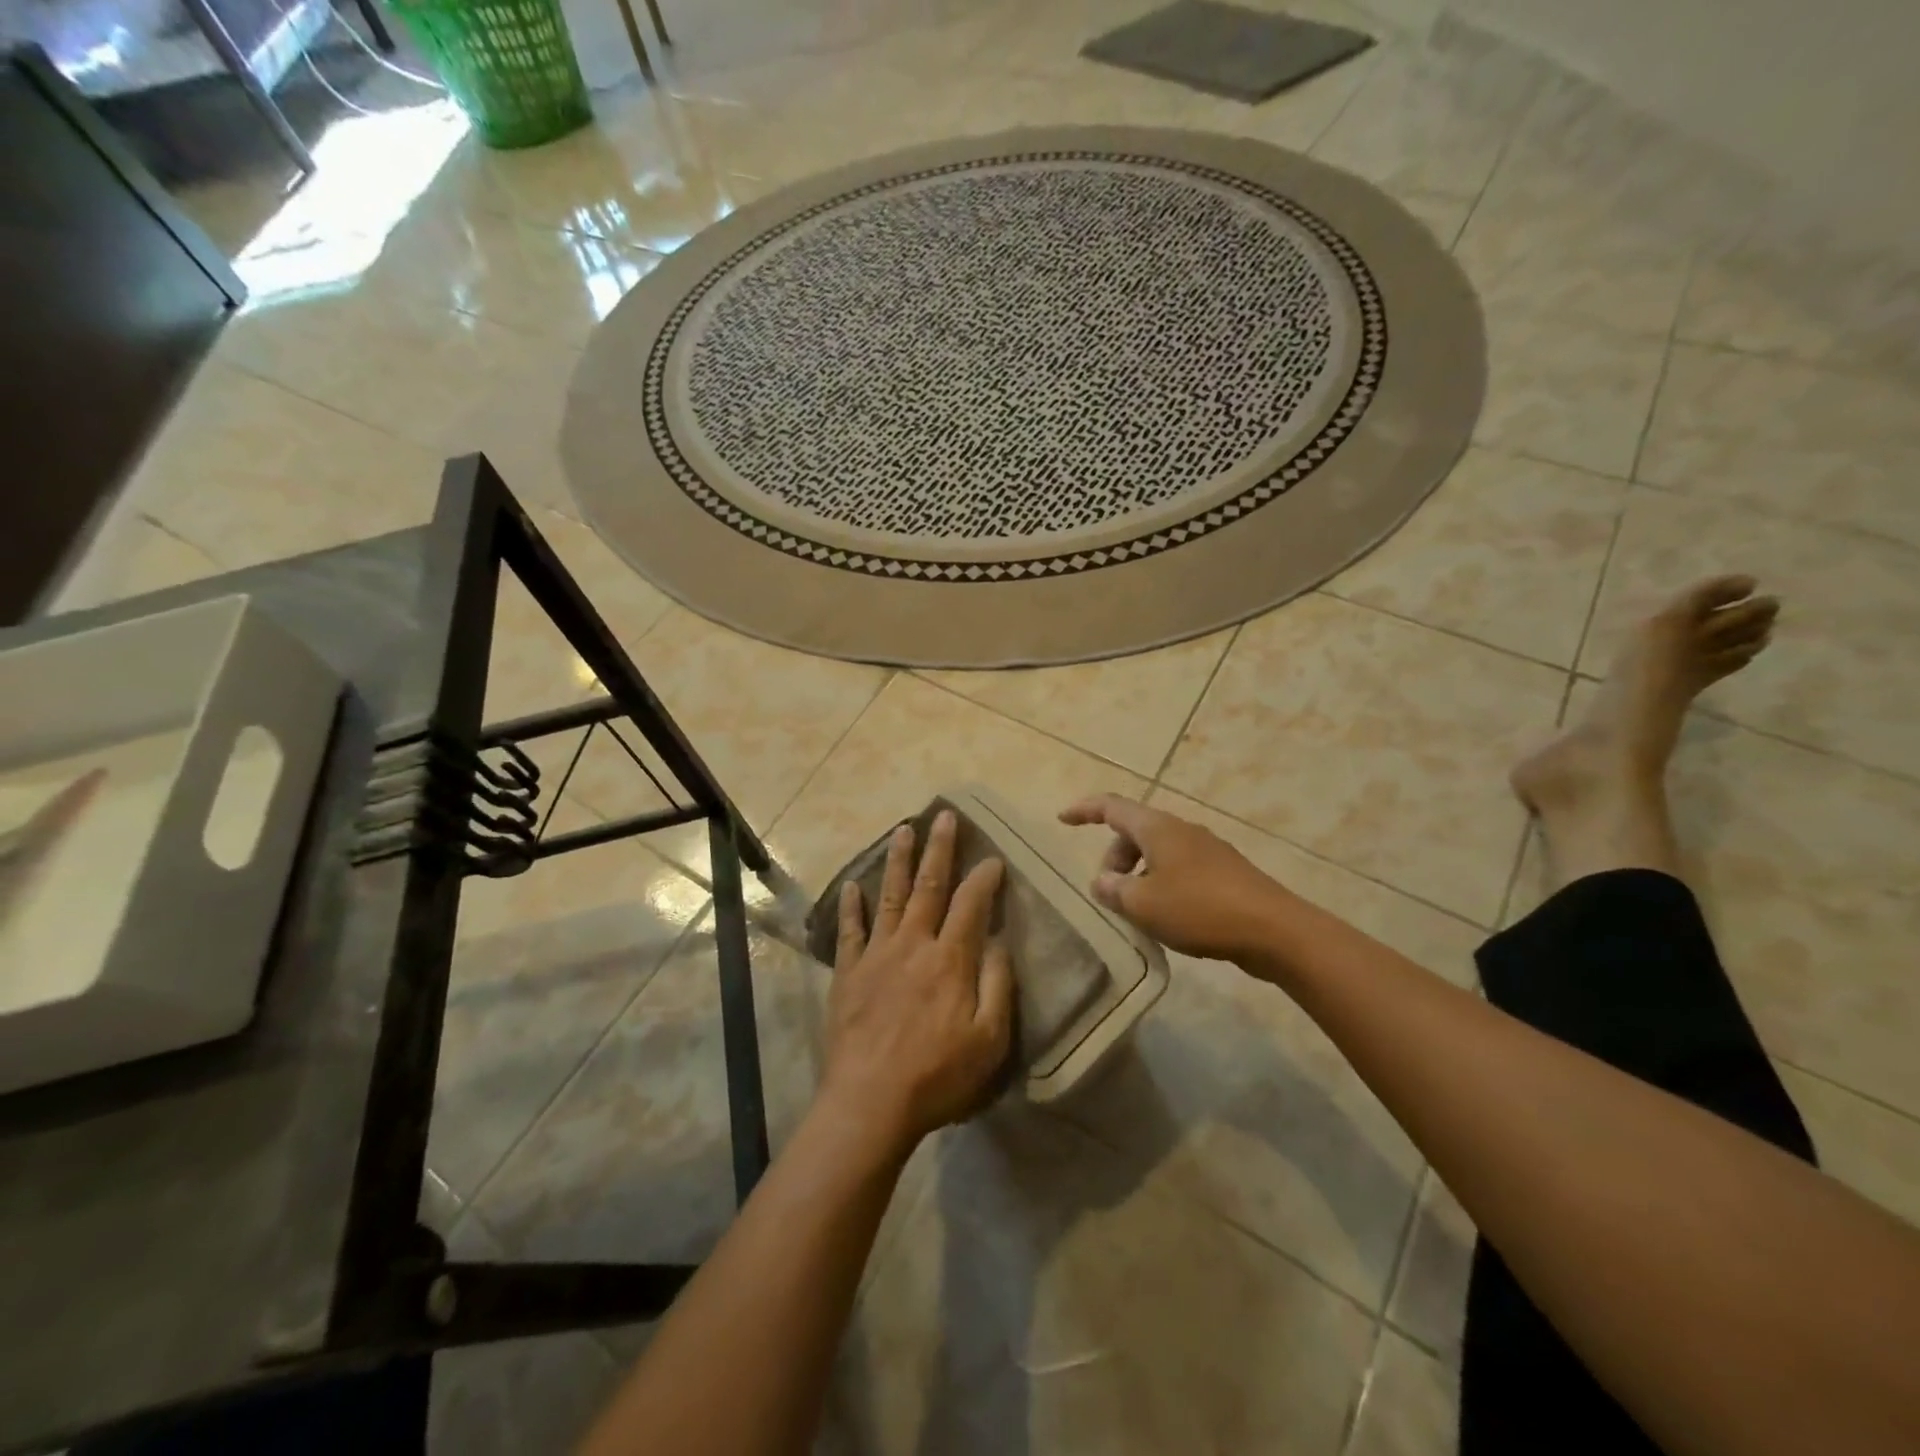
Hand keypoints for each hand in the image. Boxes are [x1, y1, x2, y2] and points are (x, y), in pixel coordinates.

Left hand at [823, 811, 1013, 1152]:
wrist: (870, 1102)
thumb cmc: (937, 1076)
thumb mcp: (989, 1040)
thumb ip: (997, 985)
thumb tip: (998, 941)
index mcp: (949, 959)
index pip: (971, 904)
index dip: (983, 878)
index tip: (993, 858)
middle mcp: (912, 944)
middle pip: (929, 886)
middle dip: (939, 849)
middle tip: (945, 816)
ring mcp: (876, 955)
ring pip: (890, 896)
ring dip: (898, 861)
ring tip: (903, 830)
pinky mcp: (848, 972)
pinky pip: (850, 931)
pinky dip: (852, 906)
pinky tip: (852, 885)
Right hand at [1059, 794, 1291, 962]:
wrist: (1274, 930)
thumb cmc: (1199, 909)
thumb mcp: (1143, 904)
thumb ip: (1114, 890)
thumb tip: (1102, 881)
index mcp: (1157, 828)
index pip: (1111, 807)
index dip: (1084, 810)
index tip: (1063, 819)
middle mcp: (1181, 830)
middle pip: (1134, 832)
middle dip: (1114, 857)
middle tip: (1109, 893)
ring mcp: (1206, 850)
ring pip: (1158, 852)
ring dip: (1138, 875)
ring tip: (1137, 912)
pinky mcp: (1224, 872)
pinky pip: (1179, 869)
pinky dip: (1161, 884)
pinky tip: (1168, 918)